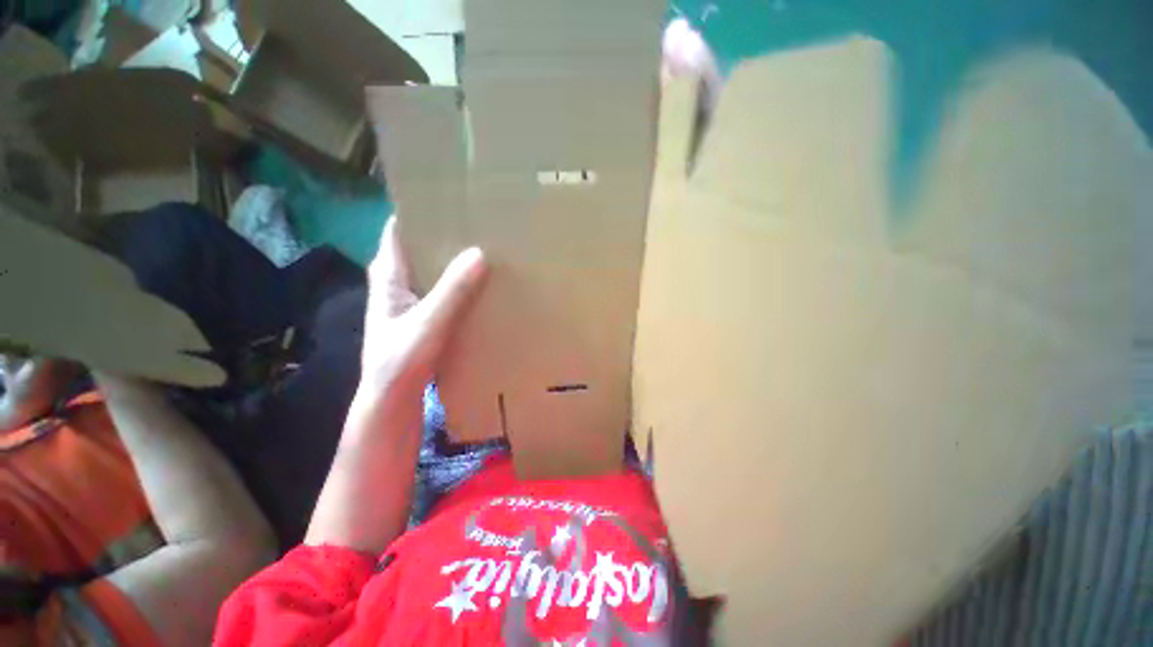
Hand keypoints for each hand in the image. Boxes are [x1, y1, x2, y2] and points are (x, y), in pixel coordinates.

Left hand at [359, 217, 486, 395]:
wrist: (393, 400)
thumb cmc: (401, 360)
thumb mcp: (428, 323)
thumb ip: (452, 291)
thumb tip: (479, 253)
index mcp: (388, 275)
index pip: (399, 229)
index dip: (419, 211)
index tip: (449, 199)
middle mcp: (399, 281)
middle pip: (420, 247)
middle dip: (445, 234)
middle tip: (478, 222)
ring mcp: (413, 299)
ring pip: (434, 269)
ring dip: (455, 259)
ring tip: (485, 246)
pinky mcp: (426, 315)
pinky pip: (445, 289)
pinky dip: (460, 282)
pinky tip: (482, 282)